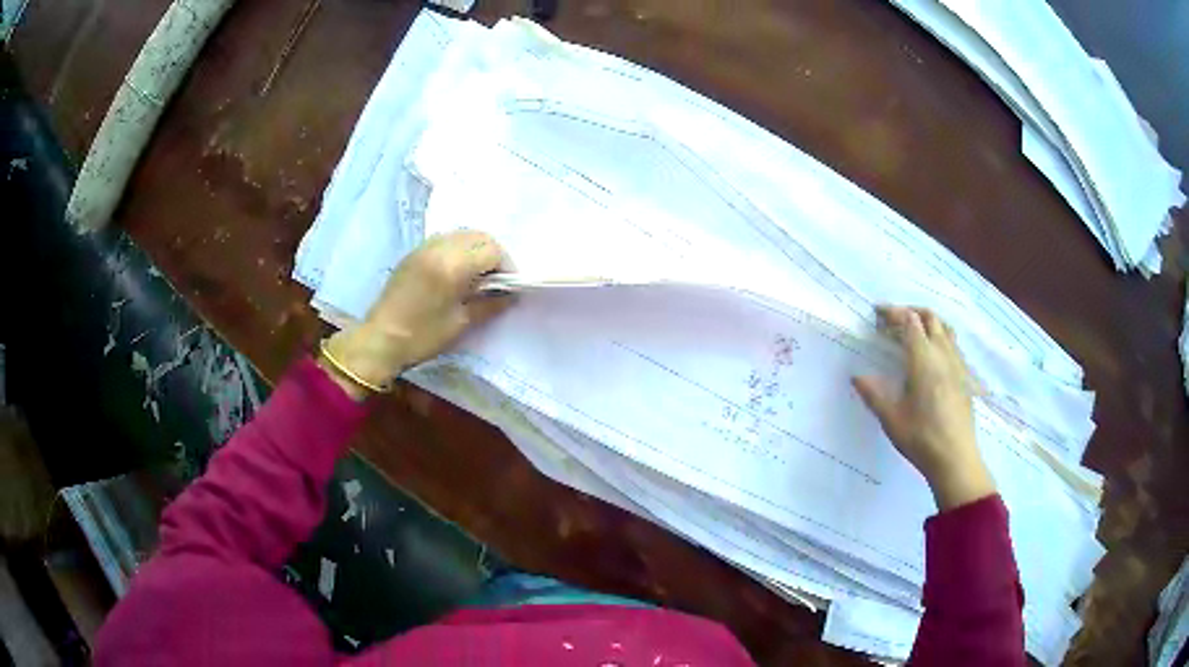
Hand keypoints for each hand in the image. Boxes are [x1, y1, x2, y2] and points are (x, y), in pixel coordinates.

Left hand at [320, 231, 511, 399]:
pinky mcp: (414, 253)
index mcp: (452, 265)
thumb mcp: (460, 323)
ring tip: (478, 276)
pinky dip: (459, 249)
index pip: (492, 250)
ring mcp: (424, 247)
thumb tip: (511, 295)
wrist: (380, 340)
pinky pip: (445, 240)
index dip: (506, 266)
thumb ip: (489, 304)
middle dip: (493, 255)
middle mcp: (439, 248)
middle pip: (479, 237)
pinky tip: (457, 272)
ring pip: (462, 235)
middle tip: (496, 280)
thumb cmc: (422, 336)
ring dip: (476, 249)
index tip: (508, 286)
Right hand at [852, 306, 994, 510]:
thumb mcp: (891, 418)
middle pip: (930, 317)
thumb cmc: (921, 438)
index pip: (909, 322)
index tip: (877, 313)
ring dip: (929, 322)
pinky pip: (954, 345)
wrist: (955, 458)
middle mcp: (943, 354)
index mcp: (923, 359)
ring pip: (945, 328)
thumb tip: (856, 376)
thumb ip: (874, 394)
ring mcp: (957, 364)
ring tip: (914, 332)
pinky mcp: (965, 377)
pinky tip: (933, 358)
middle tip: (894, 319)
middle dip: (911, 311)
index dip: (893, 313)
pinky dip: (941, 338)